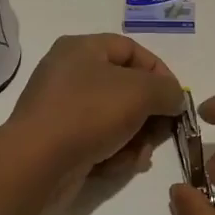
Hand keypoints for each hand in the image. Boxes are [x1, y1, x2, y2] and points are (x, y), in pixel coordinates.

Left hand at [8, 34, 185, 185]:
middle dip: (149, 113)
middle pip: (125, 87)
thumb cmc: (89, 113)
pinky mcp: (60, 141)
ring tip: (139, 156)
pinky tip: (119, 166)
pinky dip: (114, 153)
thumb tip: (174, 98)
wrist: (37, 163)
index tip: (176, 98)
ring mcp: (62, 108)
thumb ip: (167, 90)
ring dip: (136, 138)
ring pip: (116, 118)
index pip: (132, 50)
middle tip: (163, 132)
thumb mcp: (140, 92)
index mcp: (82, 48)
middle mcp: (69, 73)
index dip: (159, 71)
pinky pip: (98, 140)